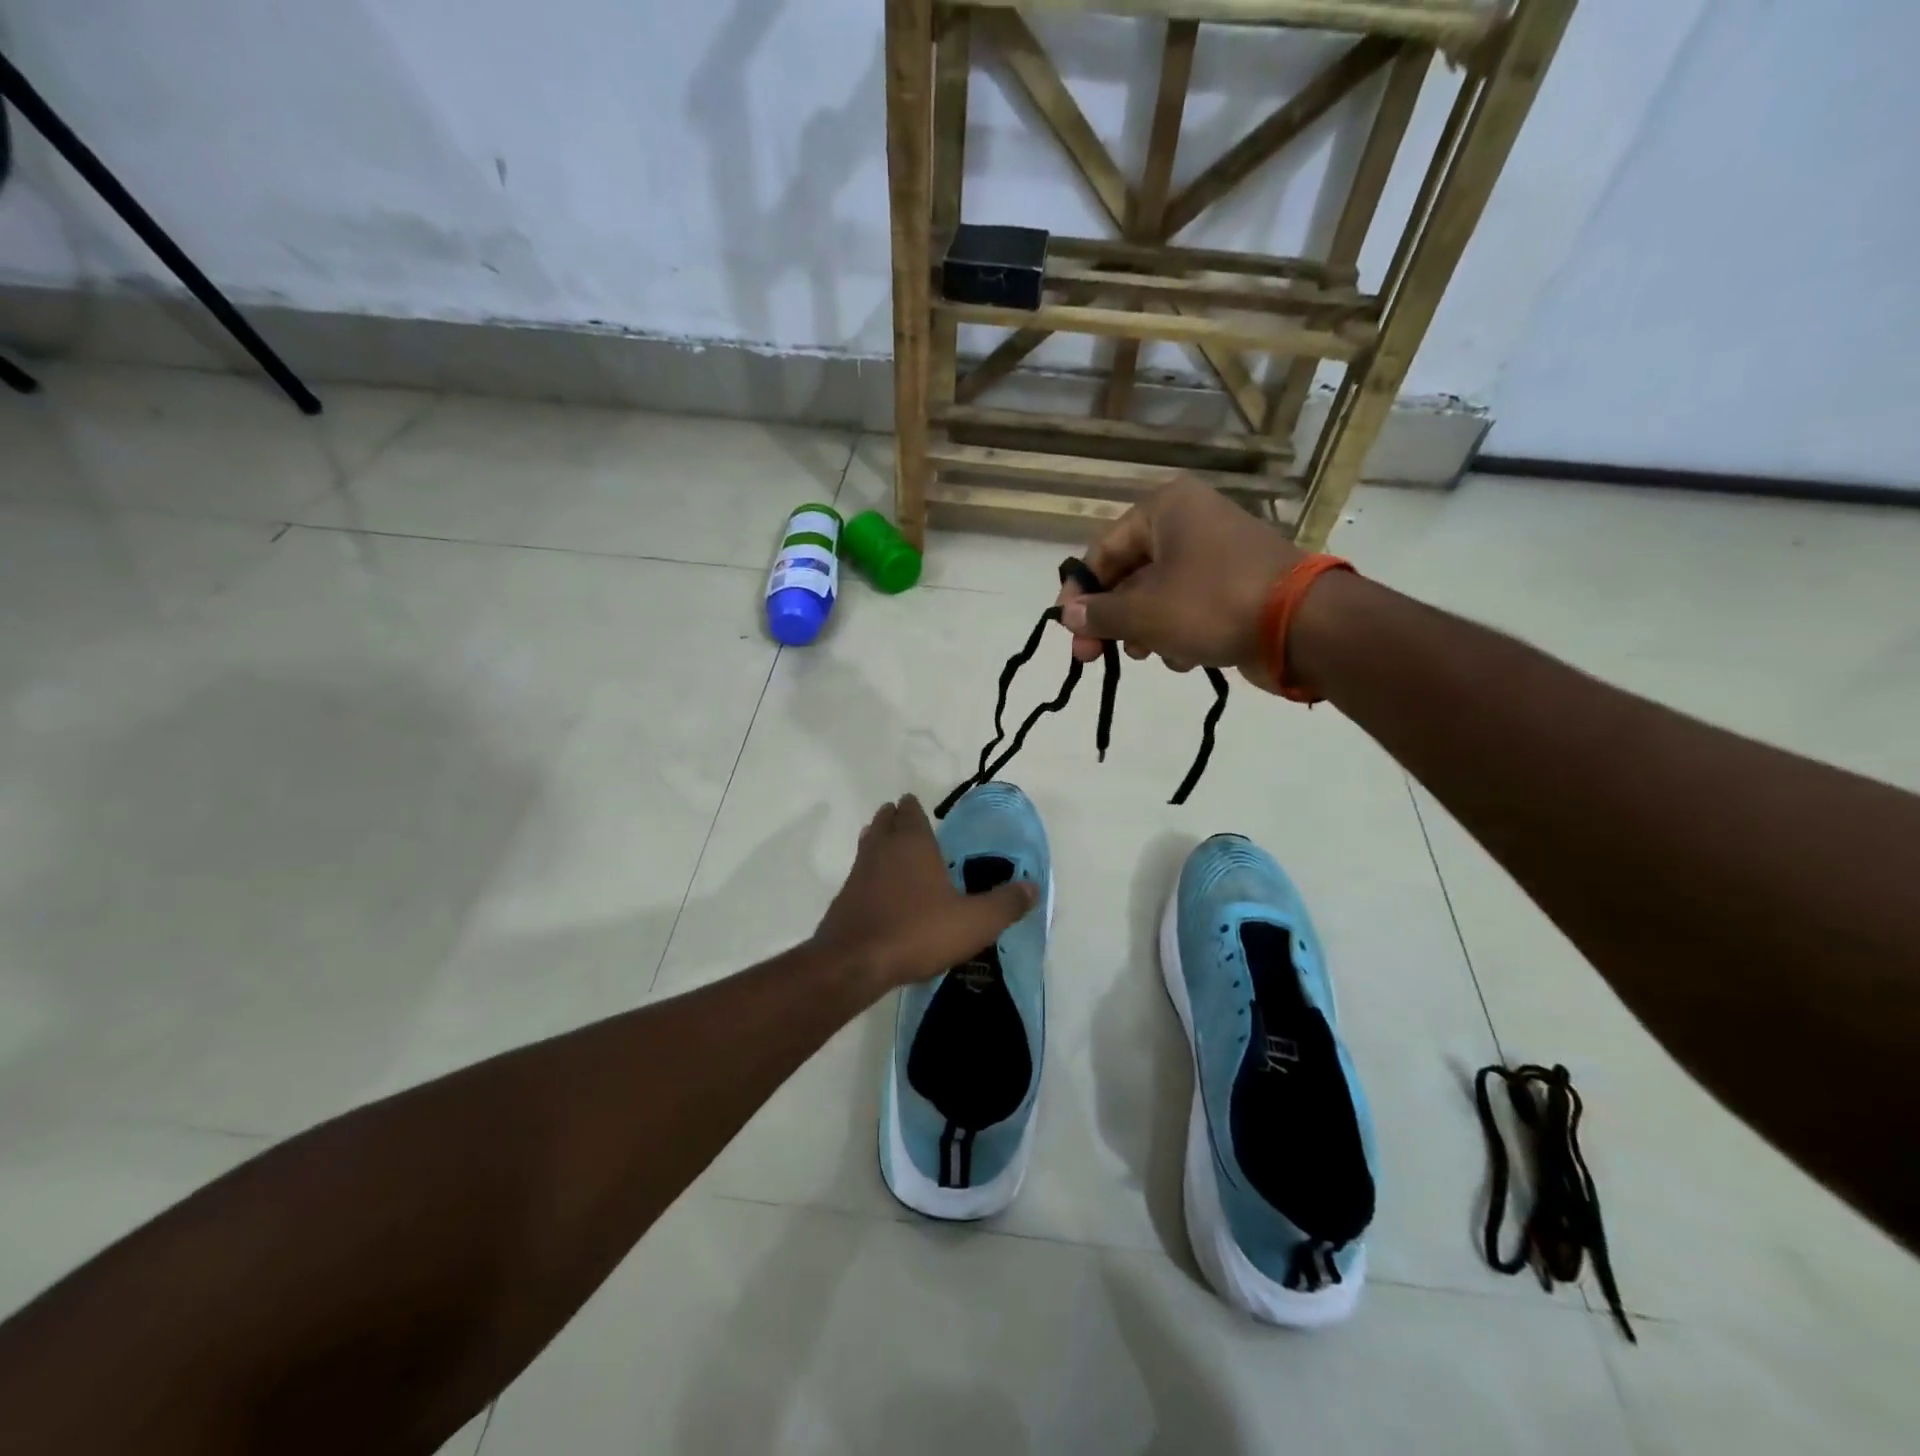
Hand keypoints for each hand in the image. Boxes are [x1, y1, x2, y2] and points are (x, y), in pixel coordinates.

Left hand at [814, 795, 1037, 988]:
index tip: (918, 805)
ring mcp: (859, 872)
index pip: (911, 812)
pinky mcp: (844, 897)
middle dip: (895, 818)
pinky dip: (869, 871)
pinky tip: (878, 887)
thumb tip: (1034, 887)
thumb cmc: (918, 932)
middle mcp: (883, 848)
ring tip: (890, 845)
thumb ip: (1005, 904)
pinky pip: (859, 872)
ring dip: (879, 839)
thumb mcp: (974, 922)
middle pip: (886, 821)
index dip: (914, 807)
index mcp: (913, 844)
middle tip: (905, 819)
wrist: (855, 962)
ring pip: (869, 843)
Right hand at [1055, 478, 1303, 692]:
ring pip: (1158, 593)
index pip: (1103, 550)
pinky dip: (1178, 631)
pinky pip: (1189, 605)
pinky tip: (1183, 657)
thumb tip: (1068, 616)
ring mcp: (1217, 552)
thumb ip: (1099, 614)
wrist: (1302, 625)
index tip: (1067, 630)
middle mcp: (1190, 521)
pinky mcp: (1237, 583)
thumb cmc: (1211, 604)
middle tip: (1093, 656)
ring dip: (1144, 629)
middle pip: (1130, 573)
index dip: (1079, 593)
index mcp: (1165, 509)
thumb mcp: (1143, 613)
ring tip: (1146, 654)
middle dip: (1113, 618)